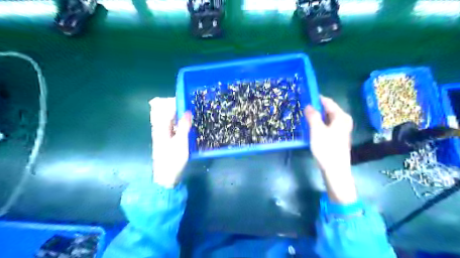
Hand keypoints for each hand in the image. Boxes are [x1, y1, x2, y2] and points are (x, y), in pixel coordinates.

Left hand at [150, 98, 191, 187]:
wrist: (166, 177)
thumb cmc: (173, 159)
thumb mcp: (181, 142)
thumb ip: (184, 126)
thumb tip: (187, 111)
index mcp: (161, 127)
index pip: (167, 108)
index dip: (177, 102)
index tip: (189, 99)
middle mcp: (161, 128)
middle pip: (168, 112)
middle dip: (180, 107)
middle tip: (193, 107)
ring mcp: (164, 134)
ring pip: (172, 120)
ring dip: (181, 116)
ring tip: (193, 114)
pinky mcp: (168, 140)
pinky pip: (174, 127)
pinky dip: (181, 124)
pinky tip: (189, 126)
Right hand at [304, 96, 359, 203]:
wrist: (335, 170)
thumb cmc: (326, 148)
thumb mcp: (317, 130)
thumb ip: (312, 115)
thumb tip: (308, 105)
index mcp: (341, 116)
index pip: (328, 102)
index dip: (316, 98)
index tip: (304, 96)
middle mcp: (343, 120)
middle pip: (327, 110)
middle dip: (315, 108)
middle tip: (302, 108)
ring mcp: (341, 129)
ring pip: (326, 118)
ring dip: (316, 117)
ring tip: (303, 117)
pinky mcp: (337, 137)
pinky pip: (326, 126)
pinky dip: (318, 124)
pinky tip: (310, 128)